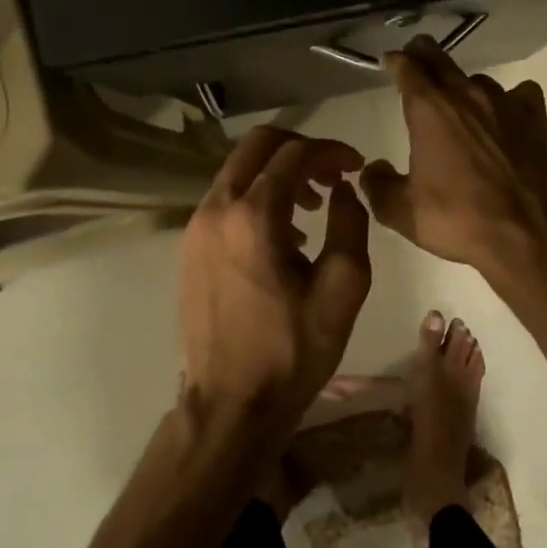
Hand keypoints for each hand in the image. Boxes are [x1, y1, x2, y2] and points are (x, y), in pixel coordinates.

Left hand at [180, 127, 371, 418]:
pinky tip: (283, 234)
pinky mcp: (189, 247)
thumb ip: (350, 224)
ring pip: (239, 170)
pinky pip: (226, 199)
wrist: (231, 402)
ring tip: (312, 208)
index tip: (357, 167)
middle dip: (301, 149)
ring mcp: (196, 227)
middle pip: (257, 145)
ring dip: (278, 173)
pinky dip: (257, 196)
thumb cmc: (293, 349)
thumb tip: (344, 188)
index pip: (295, 153)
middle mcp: (216, 209)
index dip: (332, 151)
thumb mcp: (342, 288)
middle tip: (333, 176)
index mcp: (253, 216)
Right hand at [361, 38, 546, 287]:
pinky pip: (519, 94)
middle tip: (415, 57)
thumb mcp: (402, 212)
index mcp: (430, 110)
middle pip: (440, 59)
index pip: (407, 67)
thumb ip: (378, 186)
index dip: (395, 61)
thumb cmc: (458, 220)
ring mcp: (506, 103)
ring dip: (464, 86)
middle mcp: (467, 95)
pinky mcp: (535, 118)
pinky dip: (509, 101)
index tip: (389, 62)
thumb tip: (372, 169)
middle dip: (423, 54)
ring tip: (461, 104)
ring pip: (478, 80)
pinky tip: (506, 118)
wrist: (526, 235)